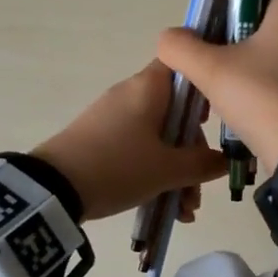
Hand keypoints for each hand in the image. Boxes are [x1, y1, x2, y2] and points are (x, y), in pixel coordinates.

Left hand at [31, 61, 227, 221]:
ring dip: (176, 172)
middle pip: (174, 112)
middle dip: (193, 152)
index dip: (205, 84)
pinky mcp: (98, 140)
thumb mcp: (168, 170)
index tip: (218, 116)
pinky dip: (154, 174)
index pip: (183, 65)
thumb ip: (203, 163)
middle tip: (201, 186)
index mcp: (149, 87)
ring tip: (184, 211)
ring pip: (158, 138)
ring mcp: (112, 118)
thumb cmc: (119, 167)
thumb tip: (224, 160)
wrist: (53, 188)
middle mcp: (131, 95)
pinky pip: (137, 150)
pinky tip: (166, 209)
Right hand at [156, 0, 277, 164]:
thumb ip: (181, 46)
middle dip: (238, 12)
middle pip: (271, 4)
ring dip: (245, 43)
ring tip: (214, 59)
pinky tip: (232, 85)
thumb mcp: (210, 69)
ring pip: (275, 36)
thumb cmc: (261, 96)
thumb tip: (169, 38)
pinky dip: (257, 66)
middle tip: (207, 28)